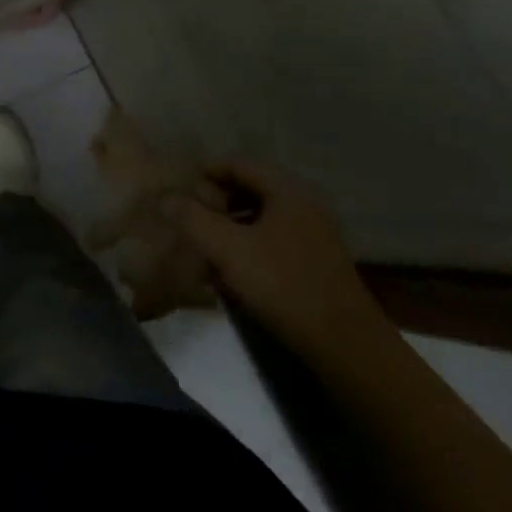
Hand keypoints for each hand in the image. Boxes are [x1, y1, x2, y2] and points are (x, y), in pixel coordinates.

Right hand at [165, 164, 386, 360]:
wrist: (346, 347)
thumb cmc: (283, 285)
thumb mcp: (228, 249)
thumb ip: (192, 218)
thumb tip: (165, 197)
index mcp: (287, 191)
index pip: (238, 164)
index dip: (205, 173)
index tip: (180, 192)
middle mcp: (304, 205)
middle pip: (250, 190)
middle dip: (216, 202)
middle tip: (189, 219)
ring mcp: (314, 235)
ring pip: (261, 218)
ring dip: (231, 227)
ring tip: (206, 248)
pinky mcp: (317, 264)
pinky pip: (274, 241)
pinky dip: (249, 247)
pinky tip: (231, 274)